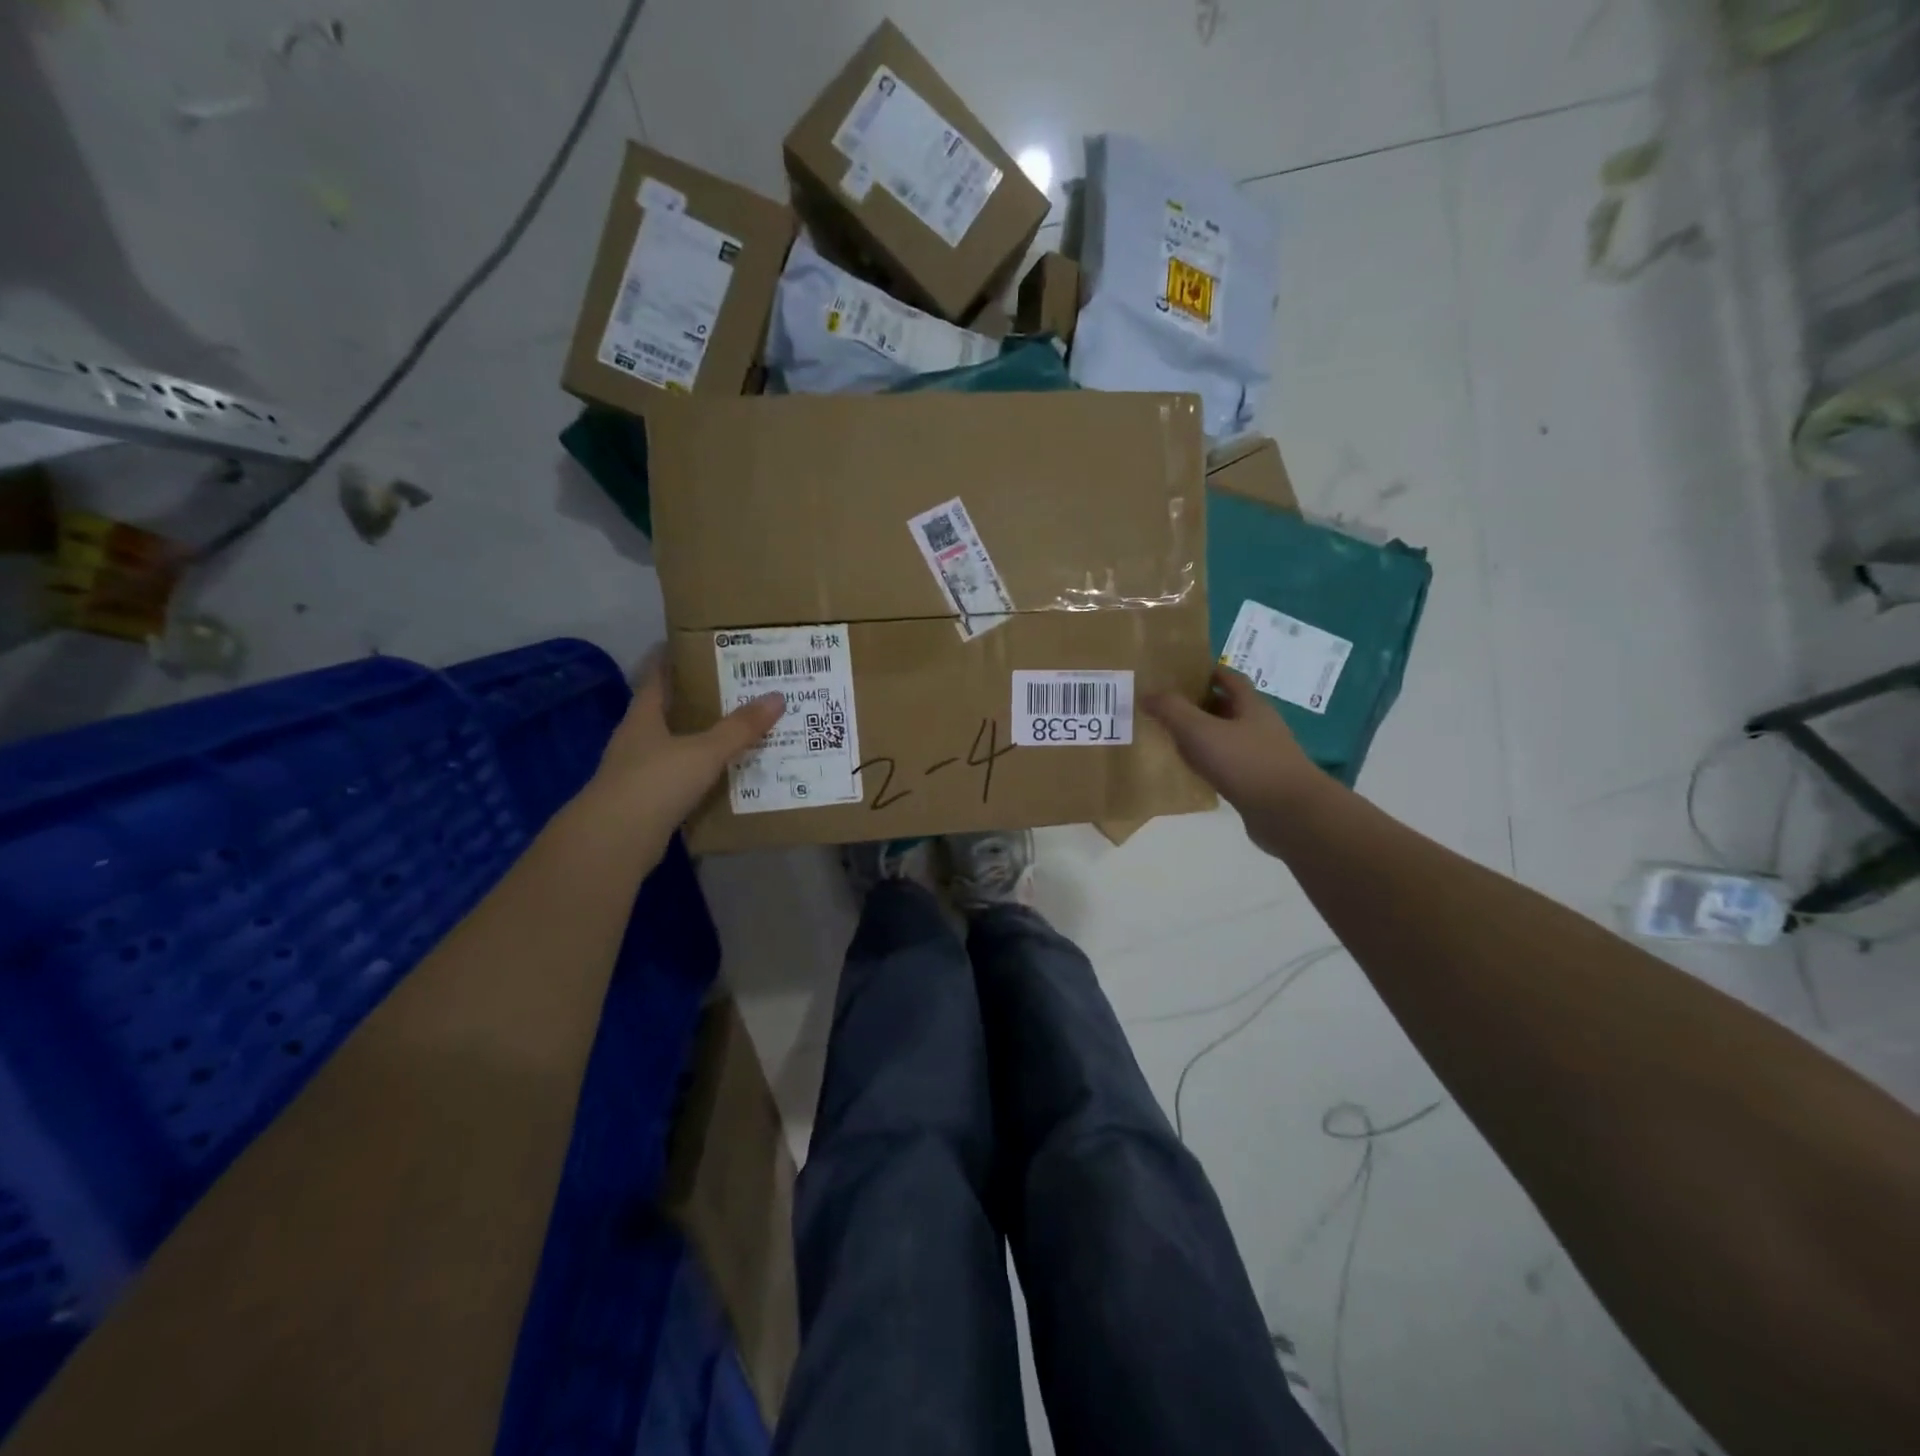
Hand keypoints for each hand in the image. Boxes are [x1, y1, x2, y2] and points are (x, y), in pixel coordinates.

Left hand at [586, 656, 783, 844]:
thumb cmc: (655, 782)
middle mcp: (636, 740)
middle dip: (697, 700)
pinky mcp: (645, 803)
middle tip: (736, 688)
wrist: (614, 841)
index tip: (698, 645)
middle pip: (667, 712)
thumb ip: (739, 728)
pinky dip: (700, 776)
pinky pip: (679, 780)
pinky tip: (725, 777)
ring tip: (738, 731)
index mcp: (643, 717)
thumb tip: (777, 696)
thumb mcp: (704, 751)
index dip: (673, 659)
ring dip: (700, 740)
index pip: (656, 677)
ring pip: (674, 747)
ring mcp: (637, 773)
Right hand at [1144, 668, 1329, 856]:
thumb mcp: (1201, 731)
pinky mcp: (1259, 783)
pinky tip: (1193, 771)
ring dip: (1204, 736)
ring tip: (1174, 737)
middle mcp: (1260, 726)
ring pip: (1228, 737)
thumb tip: (1147, 693)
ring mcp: (1262, 755)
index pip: (1230, 679)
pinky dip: (1210, 763)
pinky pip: (1229, 765)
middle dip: (1201, 704)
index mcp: (1252, 706)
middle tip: (1168, 706)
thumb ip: (1172, 710)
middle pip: (1229, 707)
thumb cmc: (1246, 763)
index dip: (1208, 672)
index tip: (1181, 674)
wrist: (1290, 814)